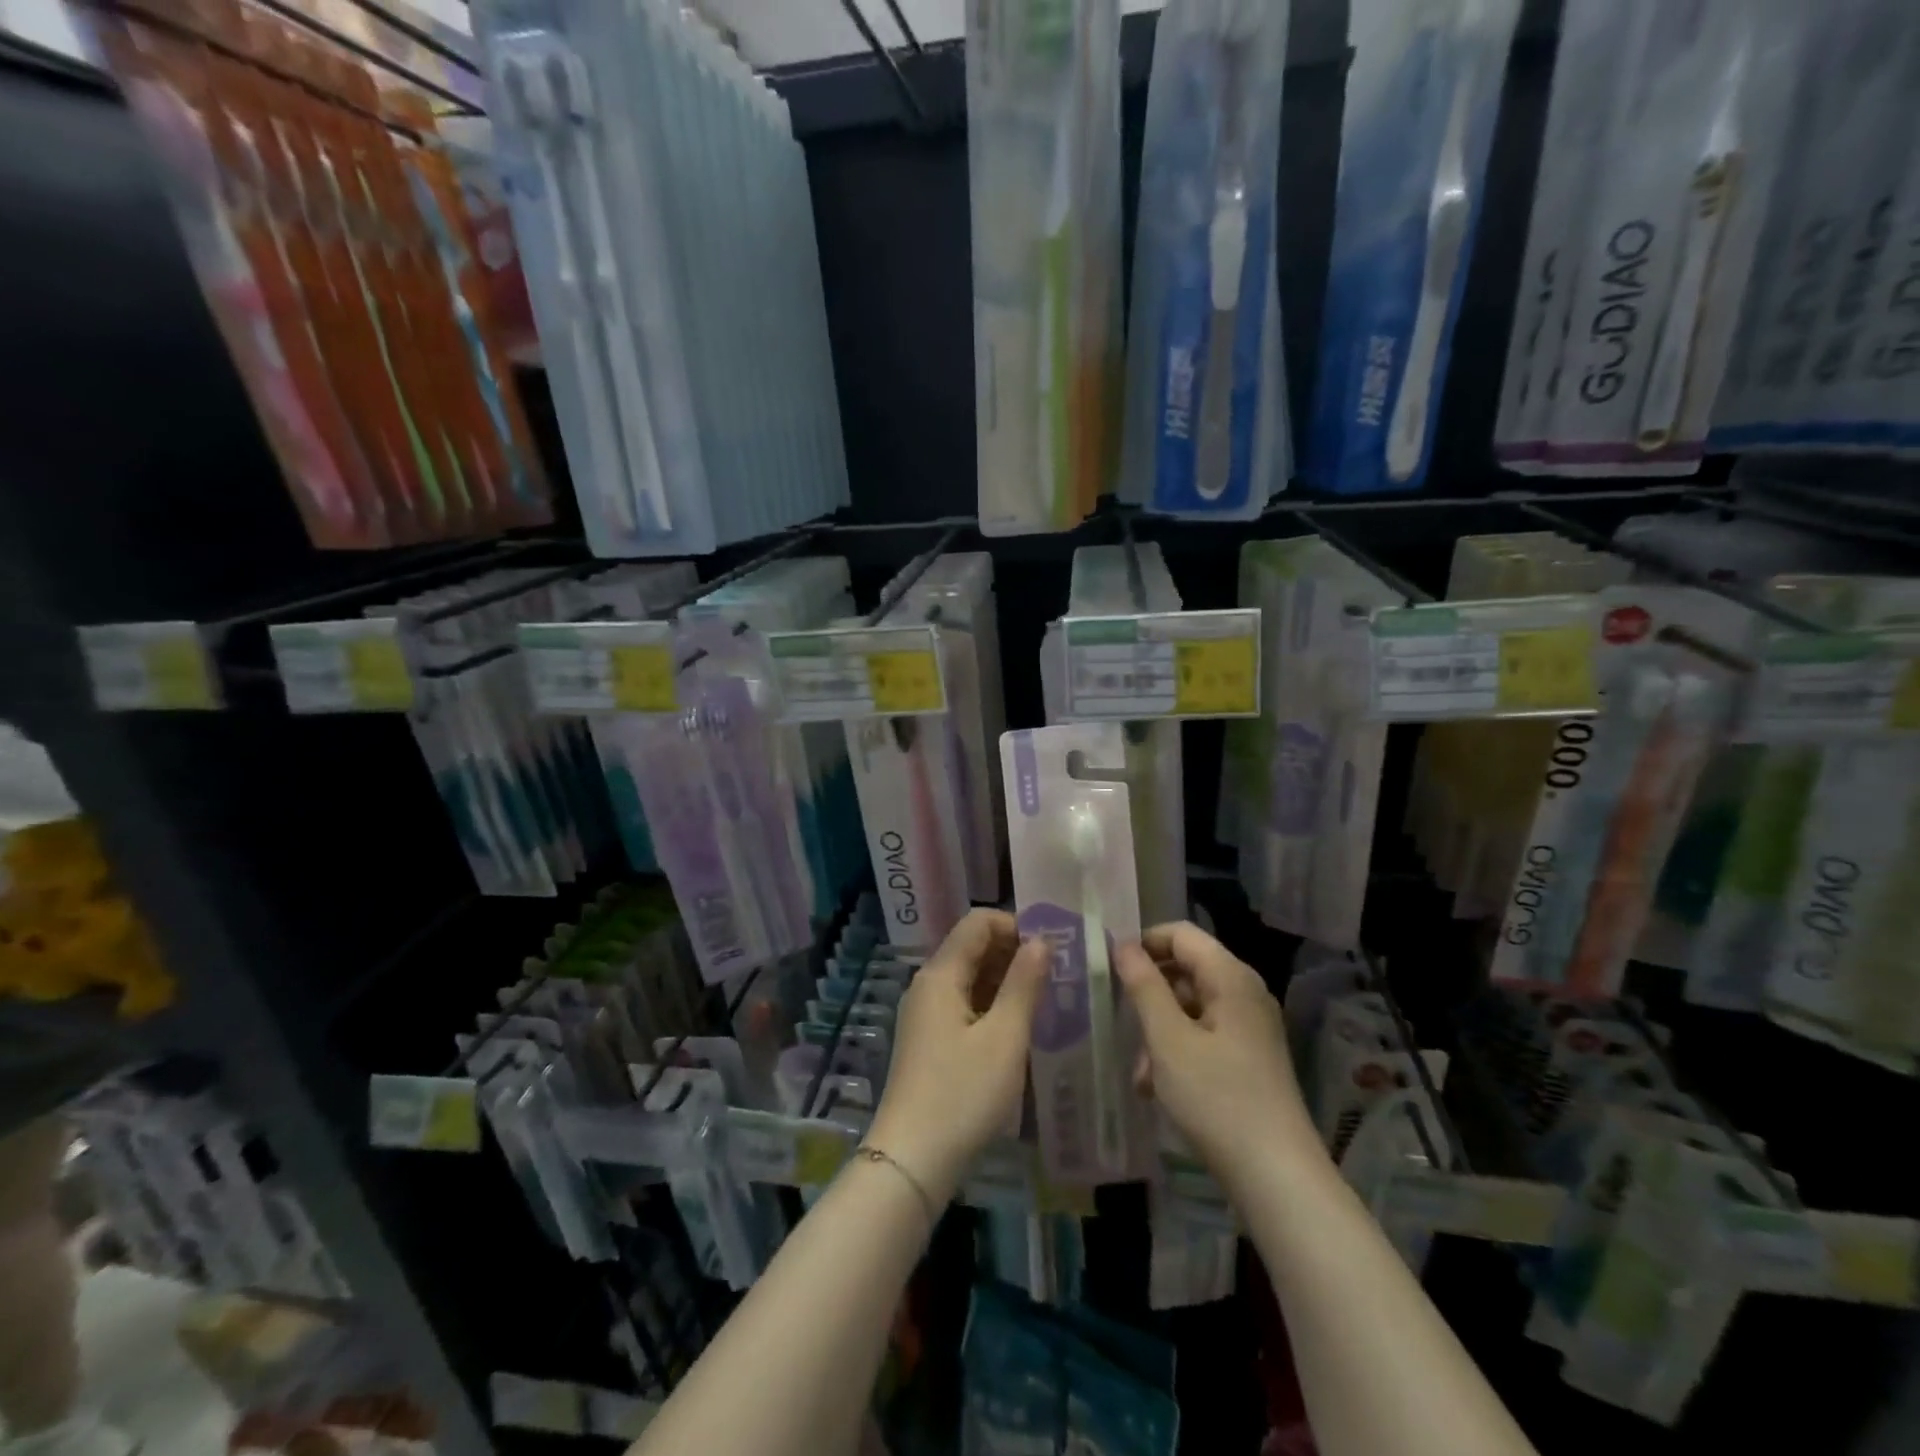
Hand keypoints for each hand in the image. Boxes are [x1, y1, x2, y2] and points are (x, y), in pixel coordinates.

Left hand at [866, 909, 1047, 1202]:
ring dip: (1005, 980)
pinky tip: (1017, 1026)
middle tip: (1055, 975)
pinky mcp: (928, 1040)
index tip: (1051, 949)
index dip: (1015, 926)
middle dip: (1013, 952)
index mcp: (941, 974)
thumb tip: (1041, 941)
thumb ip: (1024, 984)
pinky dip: (991, 1004)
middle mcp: (928, 985)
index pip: (977, 922)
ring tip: (1044, 999)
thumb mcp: (1004, 1038)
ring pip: (969, 977)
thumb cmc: (962, 1093)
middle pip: (972, 947)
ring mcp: (925, 1013)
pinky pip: (963, 1004)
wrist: (912, 1159)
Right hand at [1114, 922, 1322, 1185]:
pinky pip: (1204, 1035)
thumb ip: (1144, 986)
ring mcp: (1250, 1027)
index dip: (1144, 943)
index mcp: (1231, 978)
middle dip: (1149, 994)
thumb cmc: (1217, 1099)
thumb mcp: (1168, 1040)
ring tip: (1140, 1071)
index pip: (1180, 934)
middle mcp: (1245, 994)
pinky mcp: (1249, 1058)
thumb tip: (1123, 945)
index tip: (1111, 968)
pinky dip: (1178, 1051)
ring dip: (1159, 1030)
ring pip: (1191, 1007)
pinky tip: (1158, 1087)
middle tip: (1121, 1021)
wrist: (1277, 1177)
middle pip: (1186, 969)